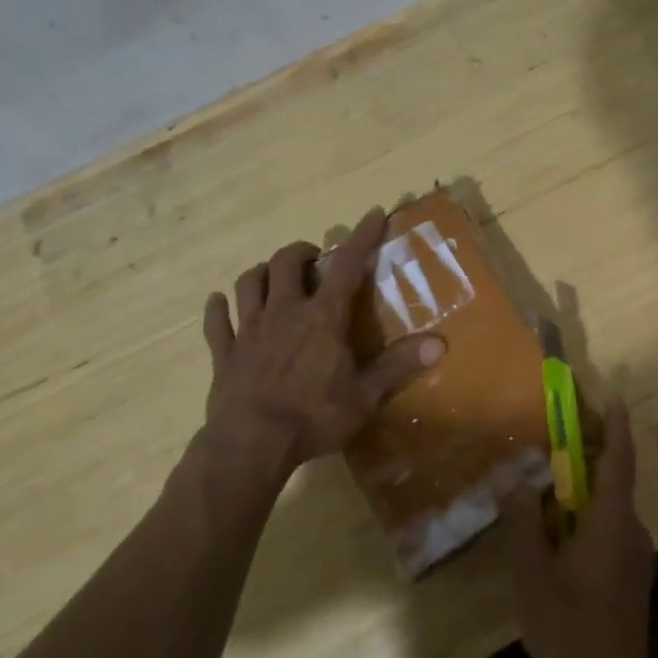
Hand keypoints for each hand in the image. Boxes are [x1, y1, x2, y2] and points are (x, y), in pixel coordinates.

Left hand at [199, 207, 444, 479]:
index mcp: (322, 318)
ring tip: (272, 275)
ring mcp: (249, 330)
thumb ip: (399, 365)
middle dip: (300, 252)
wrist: (251, 444)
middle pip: (285, 263)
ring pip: (248, 283)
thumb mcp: (365, 395)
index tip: (374, 213)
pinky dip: (218, 308)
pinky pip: (216, 322)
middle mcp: (283, 312)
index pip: (346, 265)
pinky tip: (218, 303)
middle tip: (313, 258)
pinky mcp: (224, 353)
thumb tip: (441, 342)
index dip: (362, 237)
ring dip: (261, 272)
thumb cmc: (314, 417)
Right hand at [502, 397, 655, 657]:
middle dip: (589, 453)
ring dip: (583, 488)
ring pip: (609, 506)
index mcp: (611, 520)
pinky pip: (609, 528)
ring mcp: (635, 553)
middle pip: (613, 478)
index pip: (619, 459)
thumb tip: (514, 479)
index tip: (611, 395)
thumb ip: (523, 523)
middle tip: (556, 435)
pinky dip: (586, 514)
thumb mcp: (532, 574)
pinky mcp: (631, 573)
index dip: (616, 424)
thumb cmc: (569, 626)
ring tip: (547, 483)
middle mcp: (631, 529)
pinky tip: (558, 529)